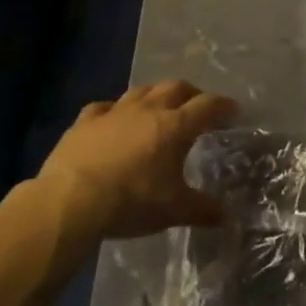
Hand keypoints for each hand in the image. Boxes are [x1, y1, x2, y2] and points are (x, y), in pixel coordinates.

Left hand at [37, 81, 237, 239]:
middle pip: (176, 88)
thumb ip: (202, 210)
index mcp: (175, 126)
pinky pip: (104, 107)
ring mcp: (114, 112)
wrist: (72, 200)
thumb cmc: (131, 201)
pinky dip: (114, 111)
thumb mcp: (173, 210)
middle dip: (192, 94)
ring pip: (141, 91)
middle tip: (198, 106)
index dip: (223, 106)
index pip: (207, 106)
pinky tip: (113, 119)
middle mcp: (147, 110)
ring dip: (155, 95)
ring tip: (159, 107)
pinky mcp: (85, 121)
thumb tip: (227, 217)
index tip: (234, 110)